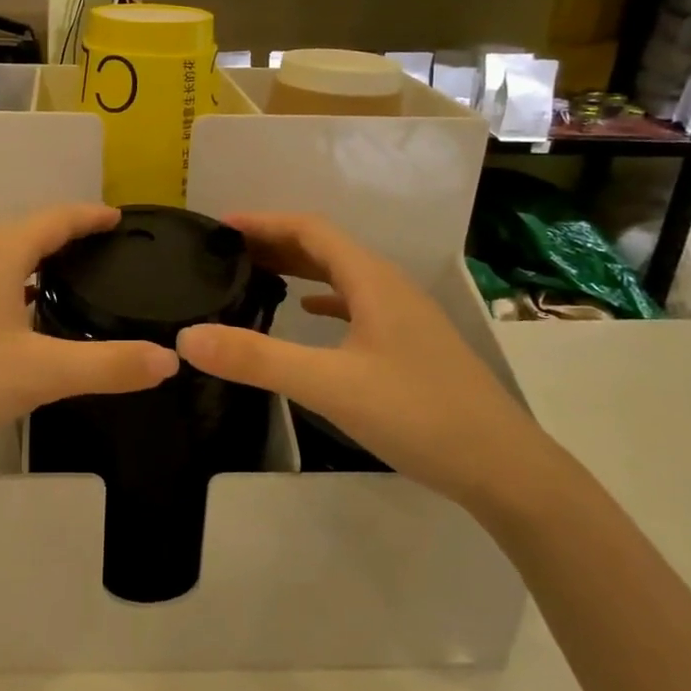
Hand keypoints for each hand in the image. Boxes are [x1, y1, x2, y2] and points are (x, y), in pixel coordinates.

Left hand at [0, 204, 179, 475]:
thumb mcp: (41, 375)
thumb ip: (108, 366)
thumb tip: (169, 360)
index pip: (54, 219)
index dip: (89, 216)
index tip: (118, 218)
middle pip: (24, 232)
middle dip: (64, 236)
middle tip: (101, 251)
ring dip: (32, 260)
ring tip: (64, 279)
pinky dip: (7, 282)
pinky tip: (14, 314)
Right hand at [175, 213, 554, 509]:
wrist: (503, 468)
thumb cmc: (417, 414)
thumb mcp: (328, 385)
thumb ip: (256, 359)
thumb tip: (188, 337)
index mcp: (372, 281)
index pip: (311, 230)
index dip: (264, 222)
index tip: (220, 227)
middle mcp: (390, 288)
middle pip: (326, 248)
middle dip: (276, 243)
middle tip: (228, 252)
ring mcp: (404, 318)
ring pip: (343, 276)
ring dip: (299, 268)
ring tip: (256, 275)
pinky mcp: (410, 346)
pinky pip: (357, 305)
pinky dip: (325, 299)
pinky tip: (309, 314)